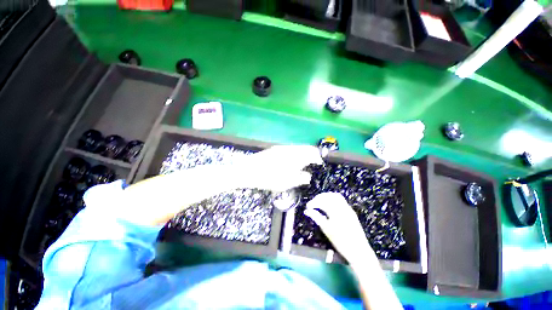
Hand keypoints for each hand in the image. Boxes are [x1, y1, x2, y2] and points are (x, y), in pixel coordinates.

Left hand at [233, 145, 322, 191]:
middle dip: (311, 155)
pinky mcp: (275, 148)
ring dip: (303, 154)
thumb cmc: (270, 178)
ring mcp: (282, 147)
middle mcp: (291, 148)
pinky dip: (295, 154)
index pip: (312, 153)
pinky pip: (290, 149)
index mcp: (296, 156)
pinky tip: (291, 161)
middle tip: (312, 164)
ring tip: (302, 164)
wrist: (249, 170)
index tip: (319, 165)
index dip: (318, 158)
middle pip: (306, 148)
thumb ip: (301, 178)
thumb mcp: (287, 182)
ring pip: (298, 148)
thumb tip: (308, 176)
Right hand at [304, 192, 375, 265]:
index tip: (307, 207)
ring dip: (326, 197)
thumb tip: (307, 211)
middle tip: (313, 204)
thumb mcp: (326, 229)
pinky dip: (333, 199)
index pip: (322, 201)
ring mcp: (348, 208)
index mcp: (335, 210)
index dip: (313, 202)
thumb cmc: (341, 241)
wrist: (359, 251)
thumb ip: (316, 217)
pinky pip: (341, 200)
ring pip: (335, 196)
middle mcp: (342, 206)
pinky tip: (329, 205)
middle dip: (319, 198)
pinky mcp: (351, 211)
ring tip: (319, 202)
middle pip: (328, 196)